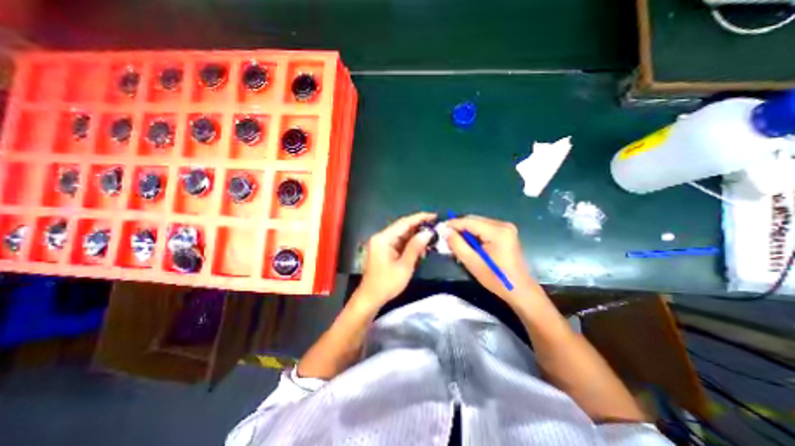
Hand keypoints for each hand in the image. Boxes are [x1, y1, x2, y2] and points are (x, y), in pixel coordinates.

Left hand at [358, 210, 436, 307]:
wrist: (371, 298)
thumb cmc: (387, 283)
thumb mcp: (404, 266)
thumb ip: (415, 247)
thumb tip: (427, 233)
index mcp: (383, 238)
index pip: (404, 223)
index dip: (420, 218)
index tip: (434, 216)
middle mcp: (381, 237)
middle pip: (403, 228)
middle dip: (419, 228)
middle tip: (435, 228)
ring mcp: (382, 244)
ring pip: (402, 235)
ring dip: (416, 237)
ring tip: (431, 239)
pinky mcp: (384, 250)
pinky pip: (399, 243)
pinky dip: (410, 245)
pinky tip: (420, 248)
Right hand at [447, 215, 539, 303]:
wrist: (519, 290)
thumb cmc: (496, 278)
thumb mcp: (472, 262)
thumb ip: (457, 244)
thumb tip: (444, 230)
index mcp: (497, 231)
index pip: (469, 221)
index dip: (453, 224)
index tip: (439, 229)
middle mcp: (503, 225)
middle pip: (474, 220)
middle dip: (459, 228)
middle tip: (446, 238)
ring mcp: (506, 228)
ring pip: (478, 224)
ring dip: (466, 232)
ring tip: (456, 243)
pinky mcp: (506, 233)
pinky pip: (484, 228)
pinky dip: (474, 234)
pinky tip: (468, 244)